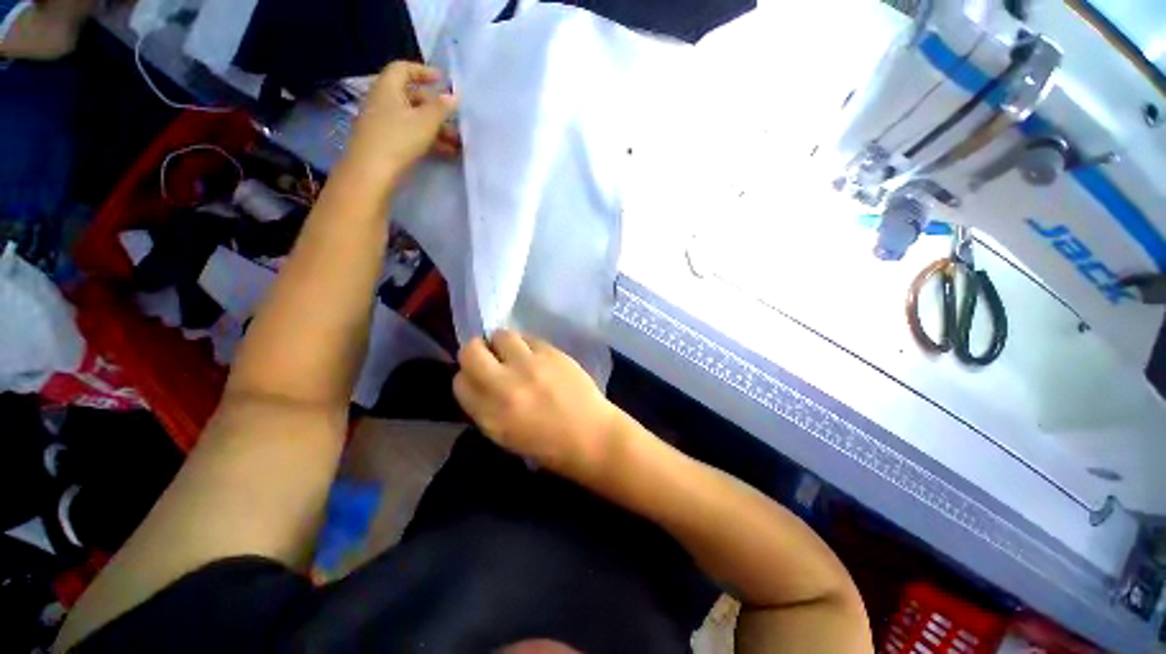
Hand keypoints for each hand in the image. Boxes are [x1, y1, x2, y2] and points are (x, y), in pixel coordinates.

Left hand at [344, 61, 460, 185]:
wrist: (372, 172)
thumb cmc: (398, 139)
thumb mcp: (425, 122)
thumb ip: (441, 107)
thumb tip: (454, 94)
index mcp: (388, 88)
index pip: (404, 69)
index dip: (424, 72)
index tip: (443, 81)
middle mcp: (383, 101)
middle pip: (412, 97)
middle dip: (436, 108)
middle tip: (455, 119)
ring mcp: (383, 122)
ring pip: (413, 119)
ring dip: (437, 128)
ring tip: (458, 142)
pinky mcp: (386, 142)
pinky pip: (410, 134)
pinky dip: (428, 139)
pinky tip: (447, 152)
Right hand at [453, 331, 621, 481]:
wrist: (591, 435)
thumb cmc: (548, 445)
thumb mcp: (504, 436)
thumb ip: (484, 408)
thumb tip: (477, 382)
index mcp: (490, 414)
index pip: (459, 382)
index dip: (467, 377)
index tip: (478, 378)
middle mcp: (505, 385)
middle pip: (471, 351)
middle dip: (475, 352)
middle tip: (490, 358)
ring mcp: (529, 365)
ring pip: (500, 335)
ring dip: (502, 343)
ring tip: (514, 354)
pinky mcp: (551, 352)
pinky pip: (528, 337)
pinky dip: (526, 345)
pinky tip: (536, 357)